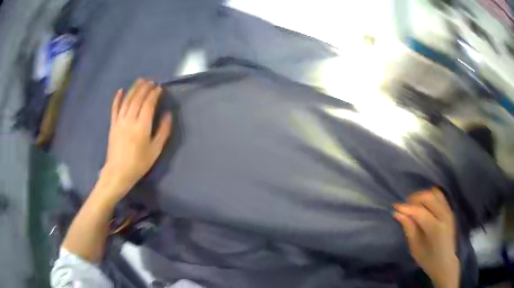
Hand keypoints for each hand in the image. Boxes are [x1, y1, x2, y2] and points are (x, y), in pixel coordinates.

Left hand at [101, 79, 171, 201]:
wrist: (118, 172)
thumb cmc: (139, 163)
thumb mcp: (155, 150)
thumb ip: (163, 131)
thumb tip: (168, 114)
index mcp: (142, 126)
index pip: (148, 104)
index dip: (154, 94)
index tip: (159, 87)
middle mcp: (130, 120)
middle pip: (137, 99)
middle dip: (145, 88)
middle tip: (151, 81)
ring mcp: (119, 121)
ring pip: (127, 100)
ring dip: (134, 89)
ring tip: (140, 80)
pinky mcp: (113, 125)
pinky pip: (114, 108)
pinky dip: (117, 98)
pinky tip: (121, 90)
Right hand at [394, 188, 459, 287]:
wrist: (445, 263)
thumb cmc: (428, 259)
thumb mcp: (415, 248)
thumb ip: (409, 229)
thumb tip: (398, 214)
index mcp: (435, 229)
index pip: (419, 212)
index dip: (406, 208)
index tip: (395, 206)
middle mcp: (444, 216)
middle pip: (428, 197)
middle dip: (415, 198)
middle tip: (405, 206)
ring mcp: (449, 211)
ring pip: (435, 193)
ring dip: (423, 196)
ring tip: (414, 205)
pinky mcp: (450, 210)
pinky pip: (440, 196)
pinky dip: (430, 197)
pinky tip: (424, 205)